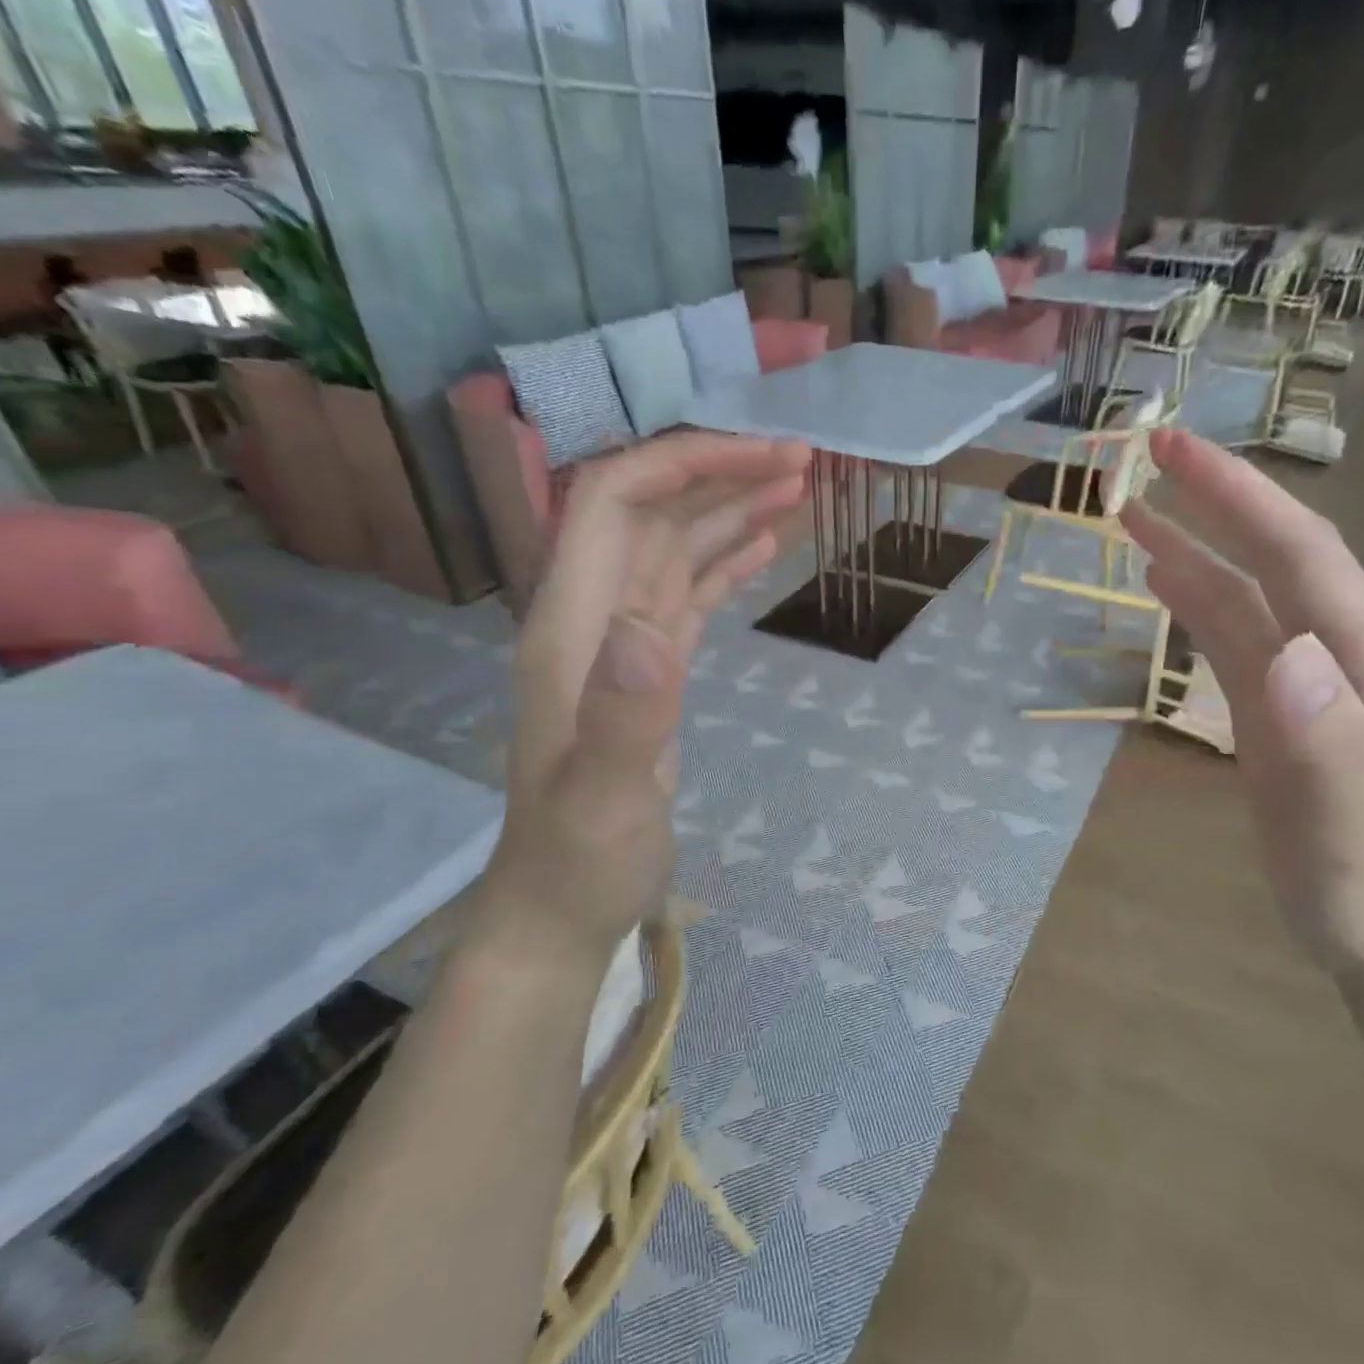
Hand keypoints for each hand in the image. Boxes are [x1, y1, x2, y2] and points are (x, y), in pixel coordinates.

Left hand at [477, 432, 809, 960]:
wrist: (562, 907)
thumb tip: (651, 627)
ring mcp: (622, 644)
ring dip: (729, 512)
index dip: (682, 464)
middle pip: (650, 513)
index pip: (614, 503)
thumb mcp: (602, 797)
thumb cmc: (580, 859)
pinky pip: (687, 596)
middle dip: (719, 475)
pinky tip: (761, 548)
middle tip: (800, 461)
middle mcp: (593, 618)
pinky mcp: (650, 673)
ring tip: (796, 489)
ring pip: (674, 550)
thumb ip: (623, 714)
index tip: (760, 456)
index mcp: (572, 626)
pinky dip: (723, 564)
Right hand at [1121, 430, 1363, 990]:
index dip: (1239, 495)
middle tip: (1150, 455)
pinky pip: (1234, 637)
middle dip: (1217, 499)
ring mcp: (1308, 678)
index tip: (1176, 449)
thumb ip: (1324, 738)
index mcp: (1363, 661)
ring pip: (1246, 593)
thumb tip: (1285, 652)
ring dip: (1195, 548)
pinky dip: (1197, 600)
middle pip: (1275, 555)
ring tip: (1134, 513)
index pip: (1299, 553)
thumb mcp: (1344, 823)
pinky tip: (1166, 581)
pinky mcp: (1278, 706)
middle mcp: (1340, 651)